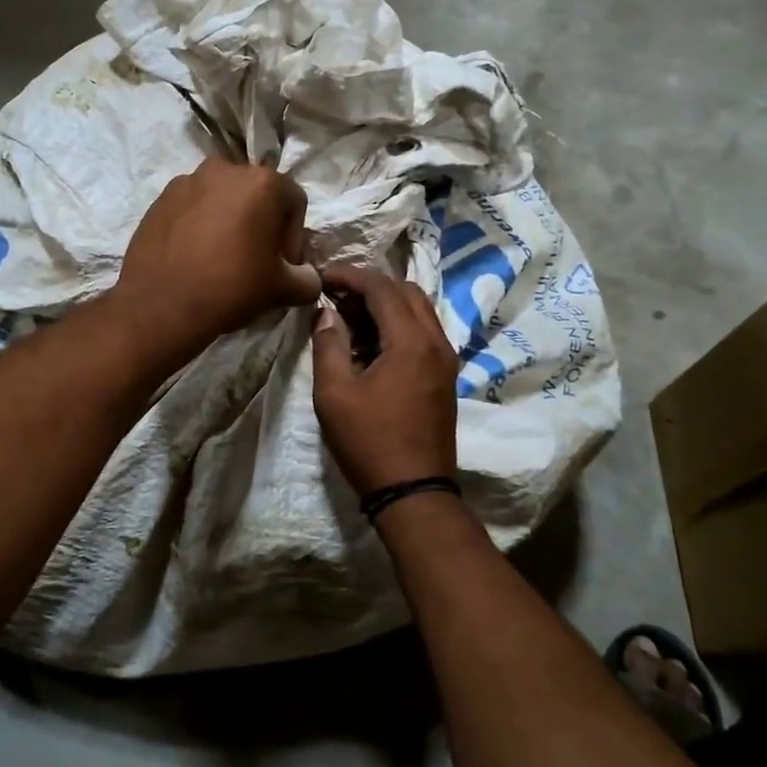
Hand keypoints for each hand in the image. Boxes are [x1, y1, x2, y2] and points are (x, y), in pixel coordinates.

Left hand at [114, 159, 321, 358]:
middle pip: (257, 196)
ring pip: (223, 200)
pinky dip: (201, 226)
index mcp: (262, 181)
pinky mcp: (160, 198)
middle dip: (262, 226)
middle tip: (256, 262)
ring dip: (230, 223)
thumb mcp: (283, 289)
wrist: (160, 305)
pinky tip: (196, 257)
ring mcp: (188, 180)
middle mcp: (225, 169)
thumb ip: (308, 279)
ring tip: (222, 260)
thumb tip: (308, 278)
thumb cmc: (231, 287)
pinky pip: (193, 208)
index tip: (282, 267)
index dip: (294, 237)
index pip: (294, 203)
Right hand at [311, 264, 459, 497]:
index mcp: (411, 341)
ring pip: (417, 311)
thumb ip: (329, 344)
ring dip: (384, 306)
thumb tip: (326, 313)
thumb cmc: (369, 441)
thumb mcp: (334, 393)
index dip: (349, 275)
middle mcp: (436, 341)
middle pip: (405, 291)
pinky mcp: (444, 376)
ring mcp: (445, 359)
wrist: (413, 491)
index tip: (321, 277)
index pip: (381, 287)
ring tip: (348, 319)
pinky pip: (422, 333)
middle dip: (369, 287)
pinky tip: (369, 345)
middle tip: (335, 298)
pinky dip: (397, 326)